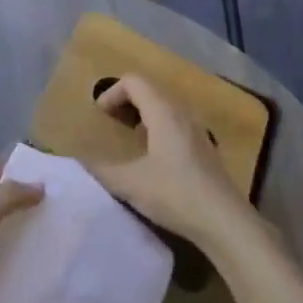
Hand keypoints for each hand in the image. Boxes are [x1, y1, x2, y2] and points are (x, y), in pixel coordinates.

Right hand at [87, 75, 254, 250]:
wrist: (225, 221)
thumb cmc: (175, 194)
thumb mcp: (130, 184)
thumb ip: (101, 170)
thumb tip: (77, 163)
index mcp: (164, 112)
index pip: (134, 81)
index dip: (112, 92)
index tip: (100, 115)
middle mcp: (182, 113)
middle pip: (150, 90)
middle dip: (126, 101)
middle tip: (110, 122)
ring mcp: (197, 130)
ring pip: (165, 107)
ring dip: (143, 114)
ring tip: (129, 137)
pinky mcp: (205, 149)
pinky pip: (176, 124)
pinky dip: (158, 128)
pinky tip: (153, 158)